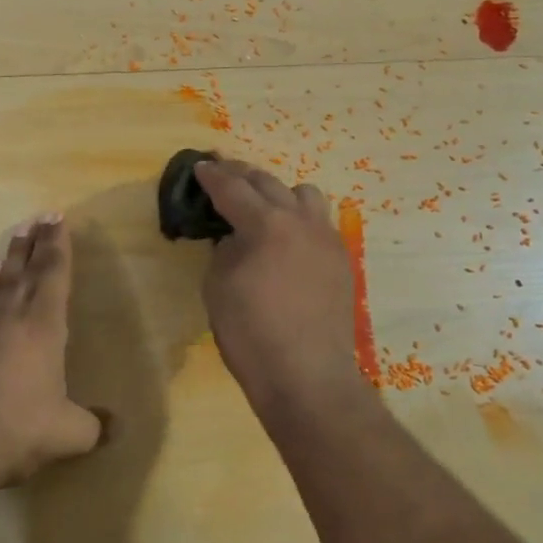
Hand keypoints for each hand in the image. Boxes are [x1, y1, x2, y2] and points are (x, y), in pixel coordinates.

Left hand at [0, 214, 103, 491]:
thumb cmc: (18, 431)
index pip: (54, 275)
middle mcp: (12, 317)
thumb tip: (116, 426)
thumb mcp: (69, 434)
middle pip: (27, 269)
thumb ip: (95, 426)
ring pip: (2, 280)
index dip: (59, 246)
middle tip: (43, 217)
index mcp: (43, 328)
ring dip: (13, 255)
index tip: (59, 220)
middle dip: (37, 241)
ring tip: (18, 234)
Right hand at [194, 159, 366, 417]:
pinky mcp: (341, 260)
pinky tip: (288, 237)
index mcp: (266, 225)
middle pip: (269, 183)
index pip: (233, 189)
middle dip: (242, 175)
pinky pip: (320, 222)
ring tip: (263, 205)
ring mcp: (327, 239)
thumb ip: (224, 250)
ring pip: (304, 195)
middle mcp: (300, 221)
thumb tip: (235, 237)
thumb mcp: (218, 287)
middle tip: (223, 172)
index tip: (200, 166)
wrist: (307, 377)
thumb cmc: (251, 334)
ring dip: (279, 193)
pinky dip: (299, 218)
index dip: (212, 176)